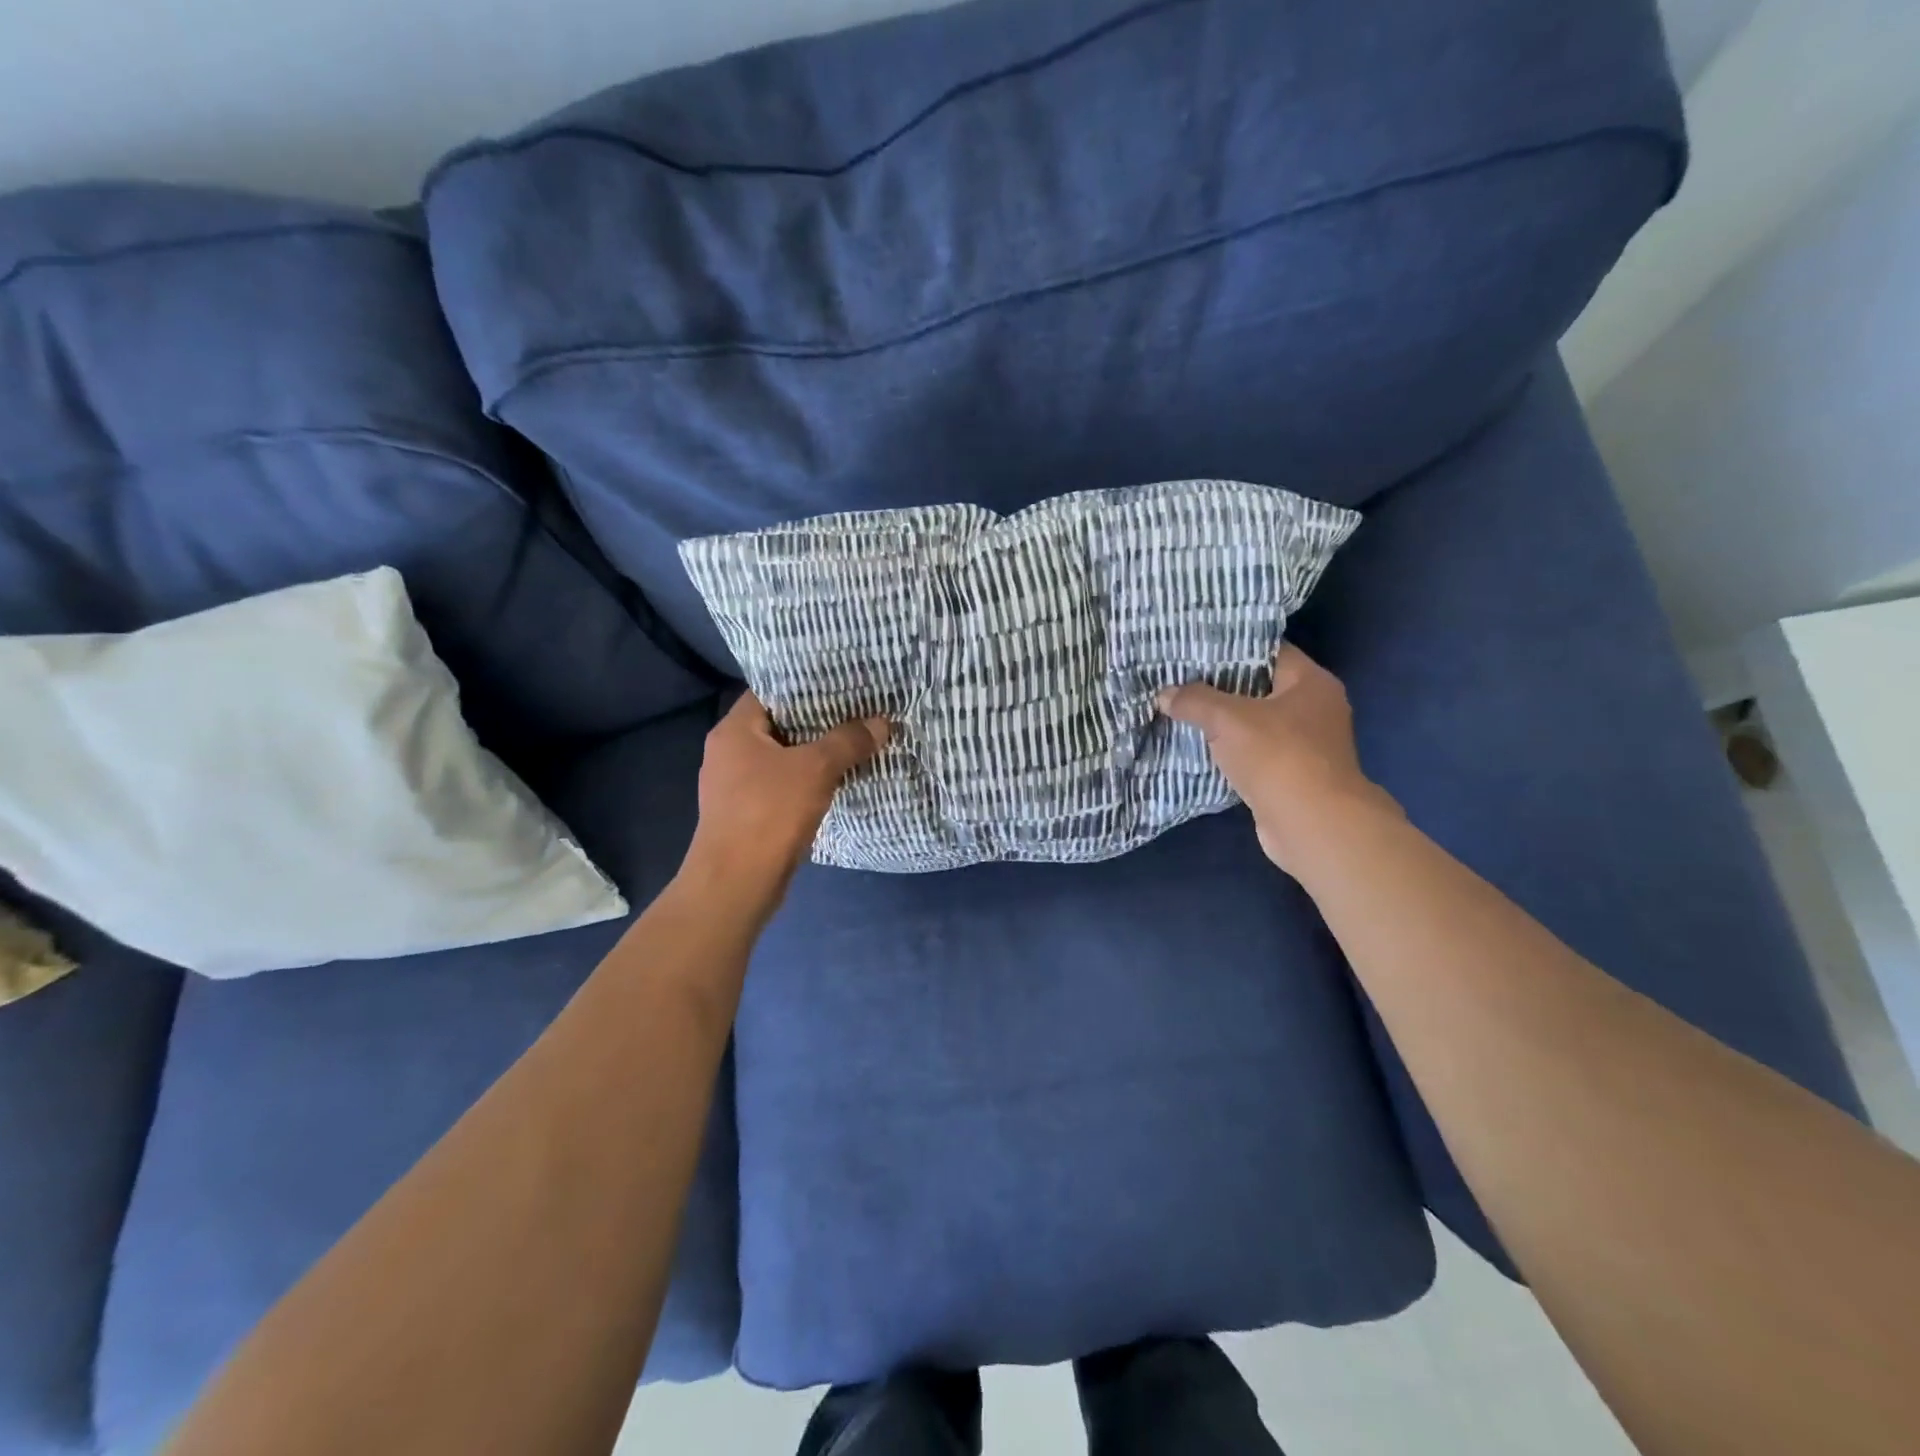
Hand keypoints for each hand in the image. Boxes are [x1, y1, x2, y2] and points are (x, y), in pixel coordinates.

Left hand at [685, 692, 889, 895]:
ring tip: (854, 742)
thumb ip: (848, 741)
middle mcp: (728, 752)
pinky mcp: (746, 814)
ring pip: (782, 758)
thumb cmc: (769, 813)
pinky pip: (781, 785)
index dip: (805, 684)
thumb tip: (882, 721)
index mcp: (734, 731)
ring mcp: (735, 786)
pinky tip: (836, 781)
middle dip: (818, 720)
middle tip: (857, 711)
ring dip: (814, 754)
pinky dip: (807, 781)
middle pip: (778, 725)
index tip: (841, 683)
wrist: (736, 883)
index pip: (770, 691)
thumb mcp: (816, 769)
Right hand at [1157, 644, 1395, 874]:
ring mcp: (1307, 745)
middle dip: (1220, 687)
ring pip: (1256, 723)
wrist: (1312, 825)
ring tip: (1182, 711)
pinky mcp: (1293, 775)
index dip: (1230, 648)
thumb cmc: (1277, 757)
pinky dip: (1231, 751)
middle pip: (1260, 687)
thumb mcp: (1228, 719)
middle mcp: (1315, 708)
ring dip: (1224, 723)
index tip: (1194, 650)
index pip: (1267, 651)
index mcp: (1311, 682)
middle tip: (1180, 680)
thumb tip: (1165, 694)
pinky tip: (1199, 748)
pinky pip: (1256, 753)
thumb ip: (1195, 701)